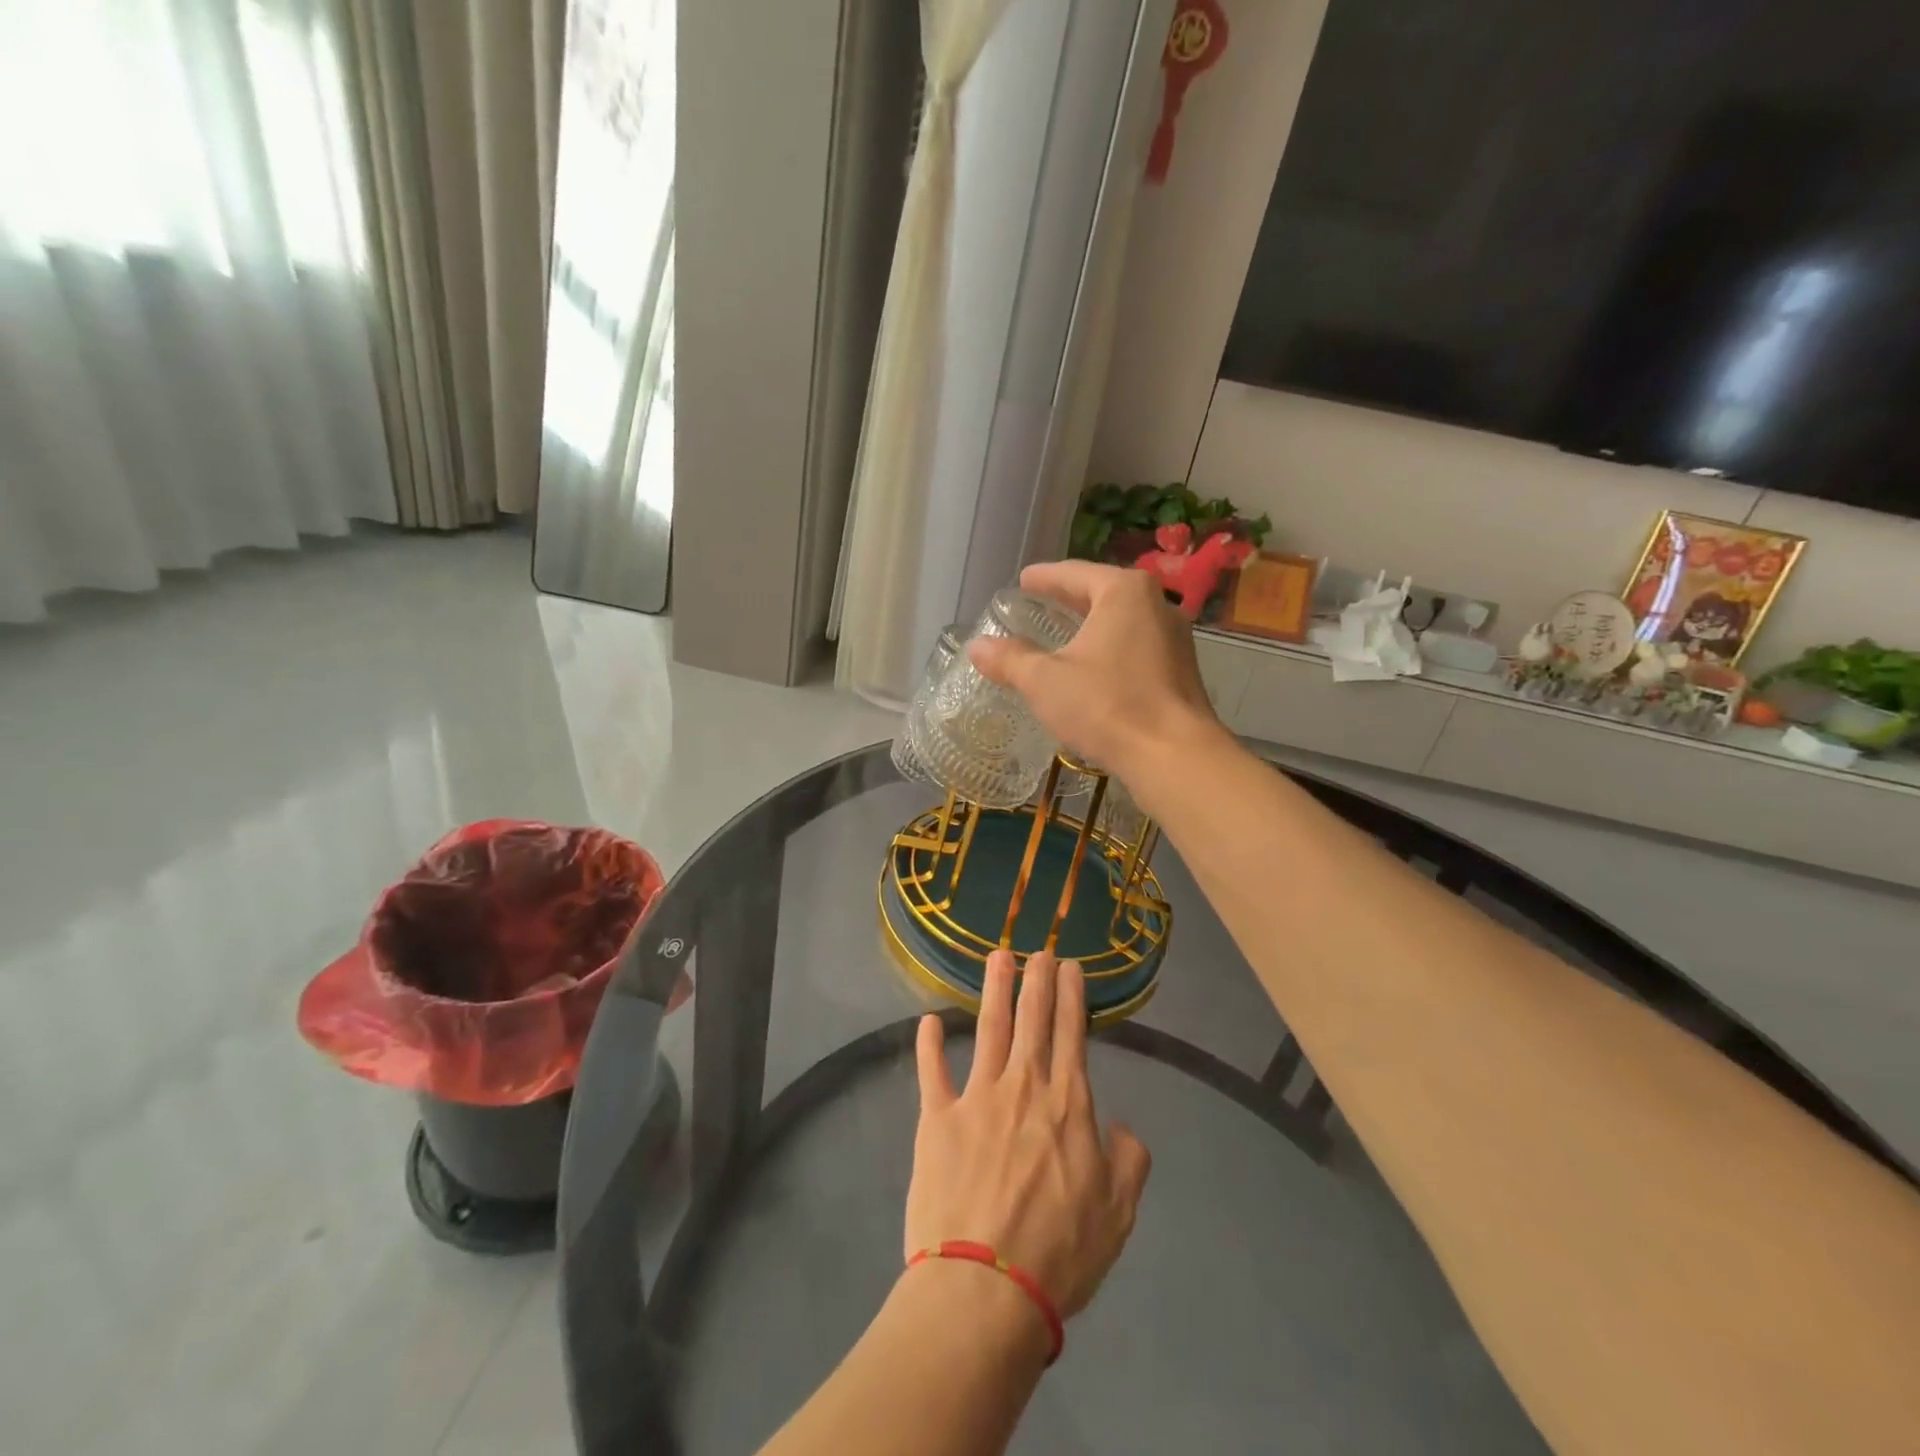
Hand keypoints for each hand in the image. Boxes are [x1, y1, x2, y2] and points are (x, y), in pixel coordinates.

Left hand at [906, 950, 1150, 1321]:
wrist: (986, 1287)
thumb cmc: (1059, 1252)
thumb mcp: (1118, 1213)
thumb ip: (1128, 1161)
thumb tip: (1120, 1127)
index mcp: (1067, 1104)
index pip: (1072, 1034)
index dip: (1071, 996)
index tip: (1070, 966)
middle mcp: (1023, 1086)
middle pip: (1032, 1019)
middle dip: (1037, 979)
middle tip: (1039, 949)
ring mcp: (976, 1097)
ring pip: (988, 1029)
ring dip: (994, 990)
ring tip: (999, 956)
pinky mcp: (937, 1119)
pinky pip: (933, 1072)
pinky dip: (929, 1045)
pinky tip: (928, 1021)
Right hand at [968, 560, 1220, 782]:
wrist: (1174, 755)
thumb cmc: (1107, 706)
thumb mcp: (1045, 681)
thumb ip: (1010, 660)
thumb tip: (976, 646)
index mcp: (1123, 592)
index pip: (1074, 573)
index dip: (1044, 577)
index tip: (1023, 580)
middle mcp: (1156, 604)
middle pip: (1102, 592)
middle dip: (1069, 599)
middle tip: (1039, 603)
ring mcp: (1174, 638)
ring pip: (1123, 620)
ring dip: (1092, 625)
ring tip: (1063, 634)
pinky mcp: (1181, 669)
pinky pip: (1137, 645)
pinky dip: (1111, 648)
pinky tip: (1094, 667)